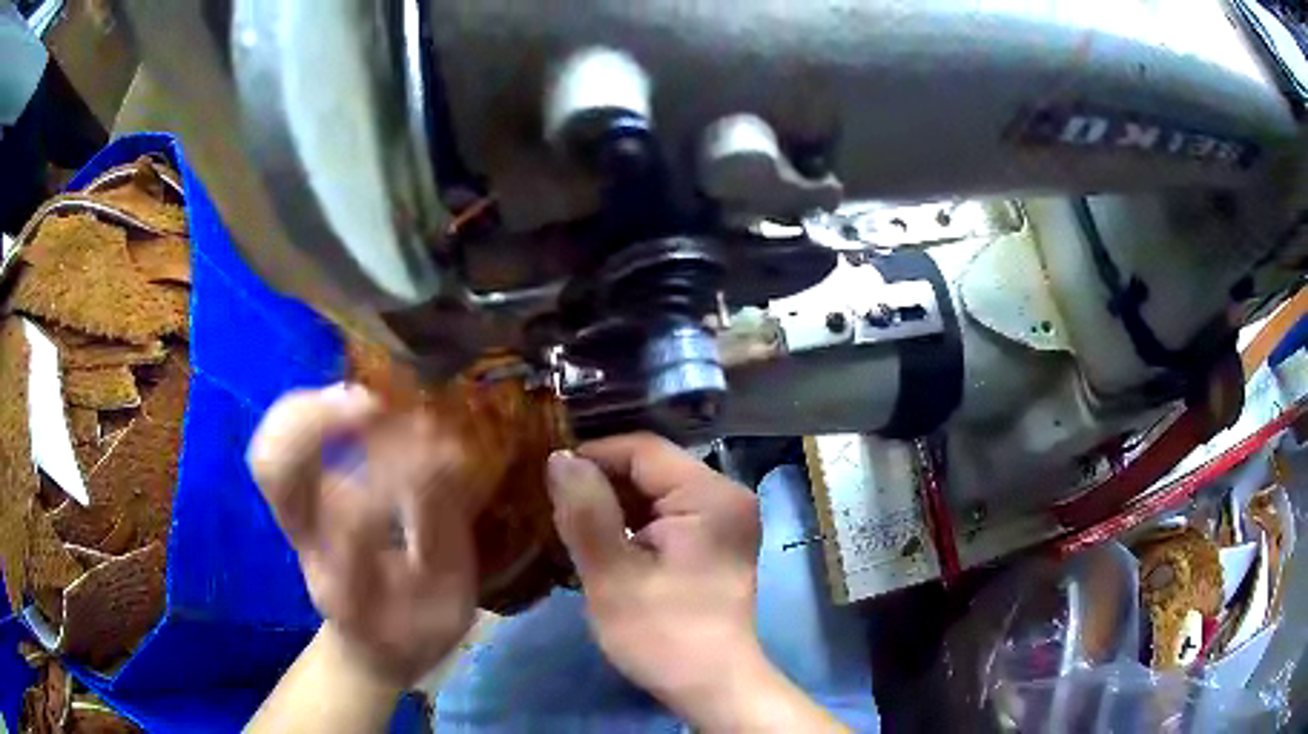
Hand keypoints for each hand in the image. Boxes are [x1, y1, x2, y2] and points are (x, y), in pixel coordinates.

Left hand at [248, 383, 478, 687]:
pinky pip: (280, 442)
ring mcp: (293, 520)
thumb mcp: (449, 604)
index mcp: (347, 586)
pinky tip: (348, 404)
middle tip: (374, 406)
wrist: (370, 647)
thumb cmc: (416, 629)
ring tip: (365, 400)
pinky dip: (307, 411)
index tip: (436, 446)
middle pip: (275, 471)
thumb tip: (449, 450)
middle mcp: (307, 547)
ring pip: (269, 451)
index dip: (392, 472)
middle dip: (318, 423)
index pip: (352, 518)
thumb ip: (441, 529)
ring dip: (312, 411)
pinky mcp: (295, 499)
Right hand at [546, 434, 764, 716]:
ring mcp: (726, 518)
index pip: (642, 450)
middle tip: (555, 507)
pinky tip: (604, 542)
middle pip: (652, 469)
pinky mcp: (718, 540)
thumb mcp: (613, 575)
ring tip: (572, 524)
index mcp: (710, 495)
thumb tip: (560, 457)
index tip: (547, 478)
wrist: (713, 686)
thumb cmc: (662, 635)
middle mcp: (726, 495)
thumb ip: (585, 511)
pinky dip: (635, 523)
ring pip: (657, 491)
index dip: (591, 456)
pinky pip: (669, 513)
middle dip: (601, 484)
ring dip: (615, 505)